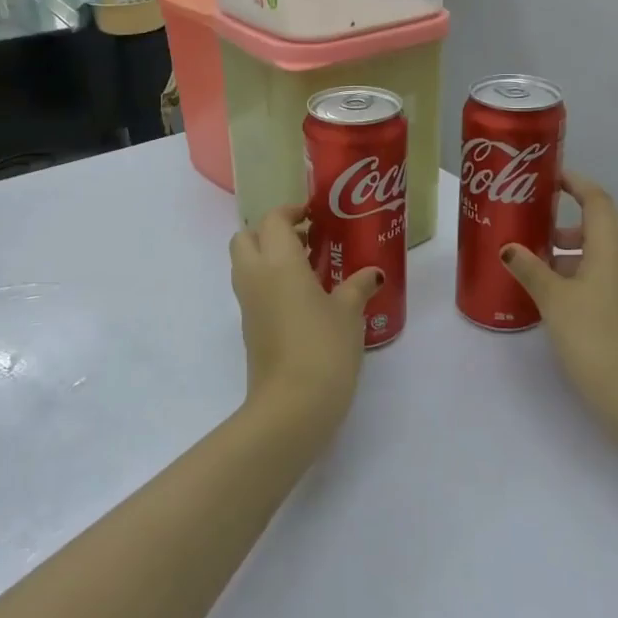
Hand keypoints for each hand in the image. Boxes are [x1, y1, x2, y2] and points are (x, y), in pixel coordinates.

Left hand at [229, 205, 381, 431]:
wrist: (292, 405)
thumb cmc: (323, 347)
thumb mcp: (349, 313)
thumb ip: (358, 286)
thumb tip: (372, 273)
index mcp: (278, 261)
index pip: (273, 220)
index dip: (291, 212)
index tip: (314, 216)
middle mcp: (255, 276)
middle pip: (246, 237)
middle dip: (269, 232)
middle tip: (304, 241)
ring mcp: (247, 304)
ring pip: (245, 264)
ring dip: (268, 257)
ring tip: (308, 268)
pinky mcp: (249, 328)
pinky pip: (252, 290)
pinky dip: (269, 282)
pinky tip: (303, 298)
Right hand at [501, 171, 617, 424]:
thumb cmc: (591, 333)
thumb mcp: (552, 297)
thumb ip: (529, 268)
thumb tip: (508, 248)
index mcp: (611, 247)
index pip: (597, 200)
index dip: (576, 183)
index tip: (549, 176)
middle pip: (602, 222)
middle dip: (571, 216)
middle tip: (538, 217)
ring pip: (602, 249)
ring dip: (573, 245)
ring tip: (537, 254)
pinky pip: (603, 271)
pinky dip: (579, 267)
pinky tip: (552, 286)